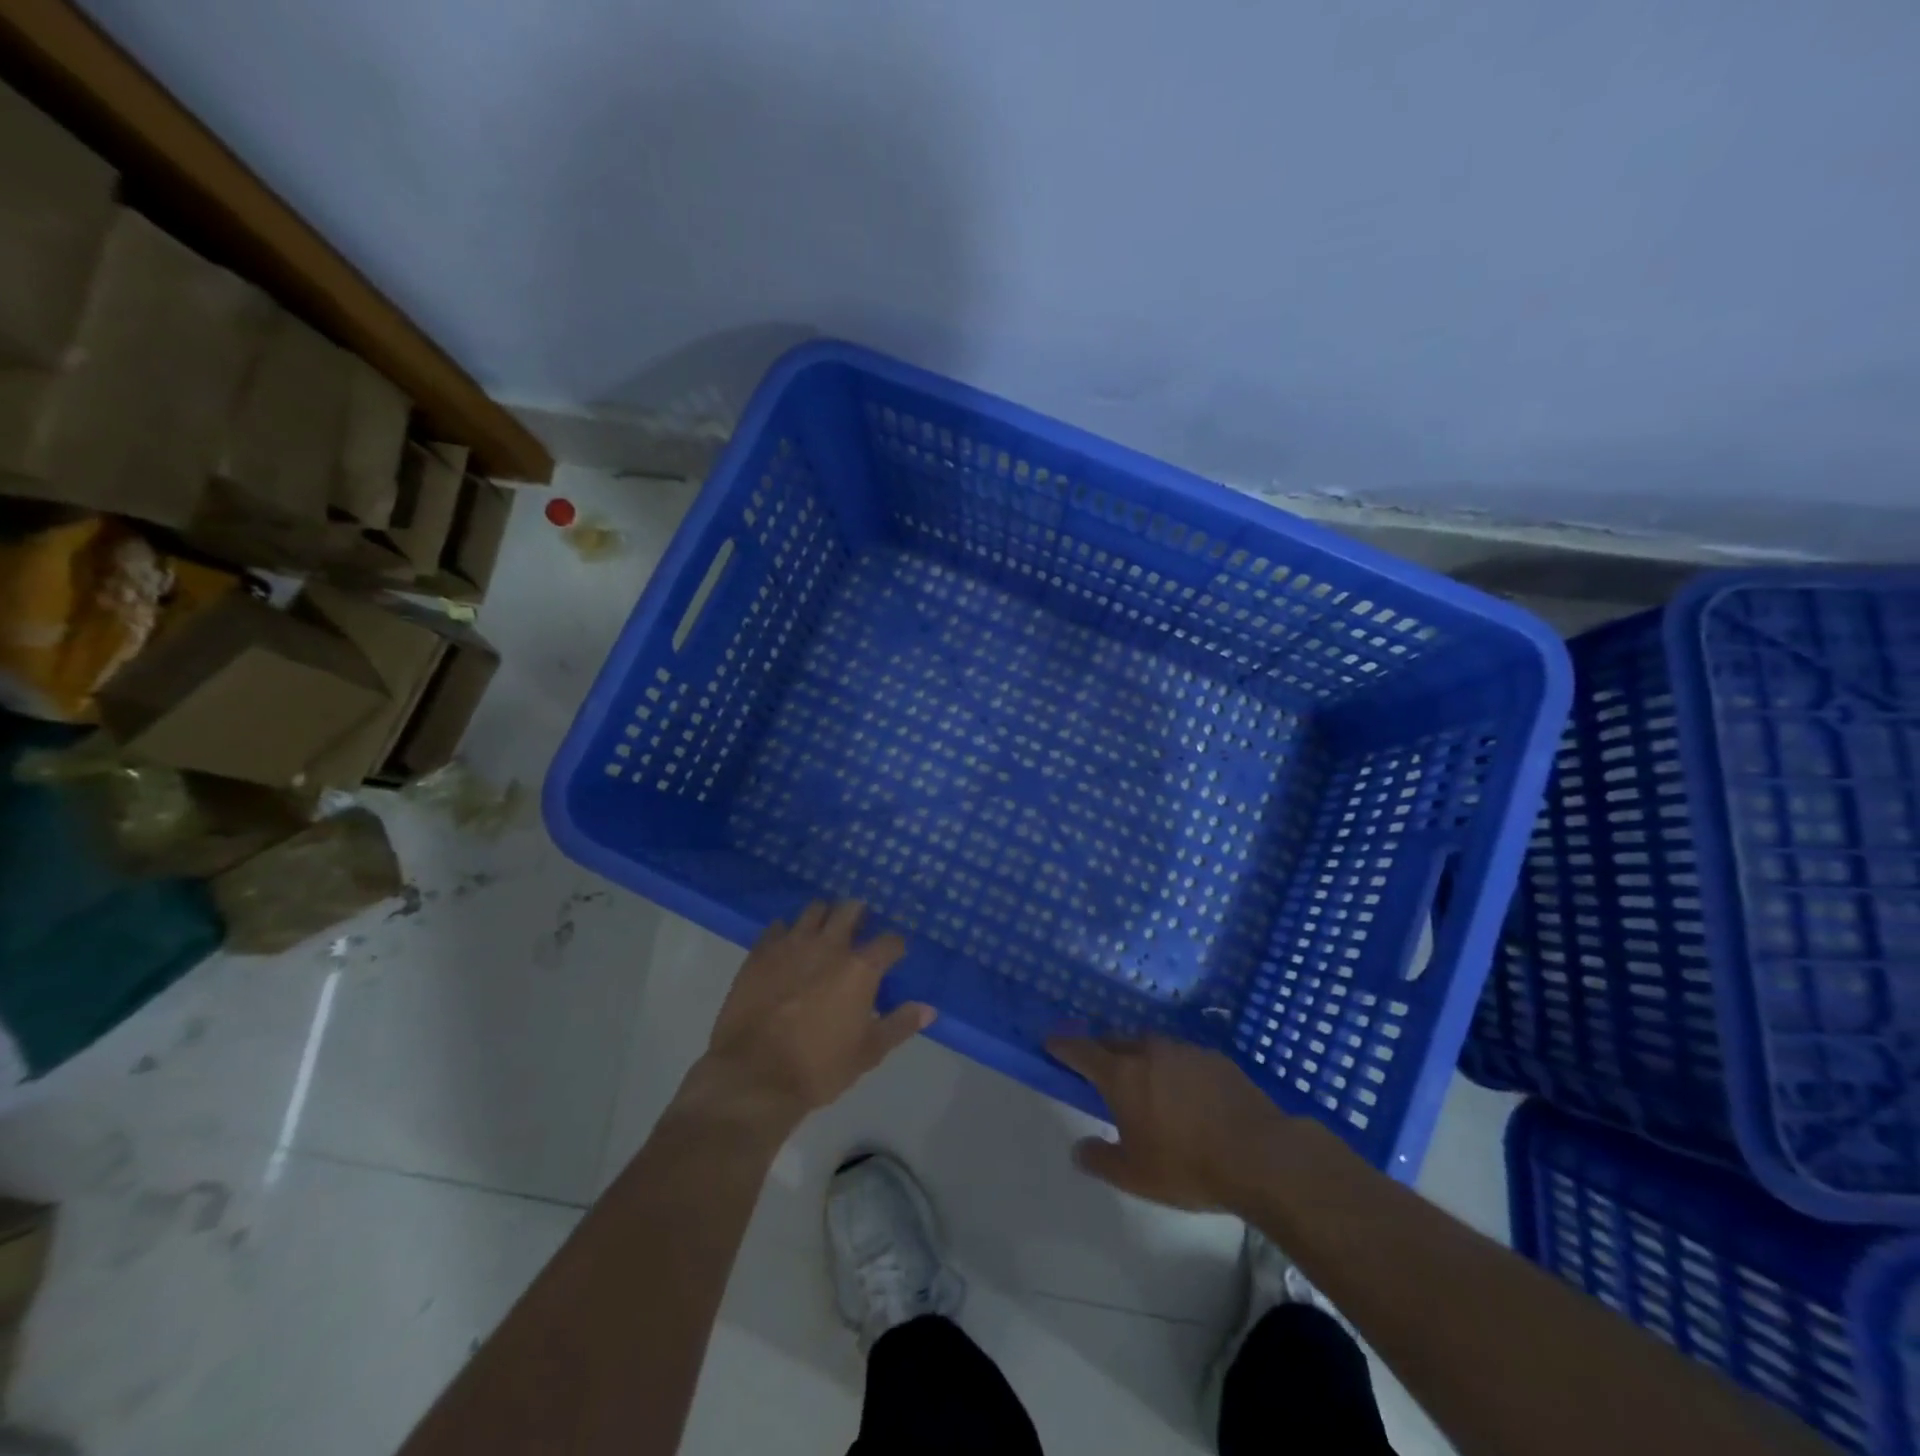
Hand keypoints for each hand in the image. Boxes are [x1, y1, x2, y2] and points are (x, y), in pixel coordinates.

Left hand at [677, 901, 934, 1141]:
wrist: (753, 1076)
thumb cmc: (819, 1067)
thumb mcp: (868, 1052)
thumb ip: (900, 1025)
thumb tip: (929, 1009)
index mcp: (860, 968)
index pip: (890, 942)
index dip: (895, 946)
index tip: (894, 954)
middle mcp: (829, 945)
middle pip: (850, 909)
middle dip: (859, 915)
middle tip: (859, 929)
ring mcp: (792, 944)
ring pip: (813, 910)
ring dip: (823, 917)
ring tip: (823, 931)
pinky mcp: (760, 952)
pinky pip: (777, 927)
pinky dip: (787, 932)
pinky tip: (788, 946)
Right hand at [1047, 1035, 1296, 1211]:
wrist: (1260, 1155)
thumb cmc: (1188, 1166)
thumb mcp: (1134, 1176)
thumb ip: (1100, 1160)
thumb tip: (1078, 1149)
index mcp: (1122, 1075)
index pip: (1082, 1051)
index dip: (1063, 1047)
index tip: (1051, 1044)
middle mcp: (1149, 1052)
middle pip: (1115, 1042)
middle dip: (1102, 1051)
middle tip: (1099, 1069)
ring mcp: (1184, 1051)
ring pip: (1151, 1046)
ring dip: (1140, 1057)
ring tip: (1145, 1082)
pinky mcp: (1215, 1058)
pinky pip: (1182, 1056)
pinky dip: (1174, 1067)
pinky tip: (1186, 1092)